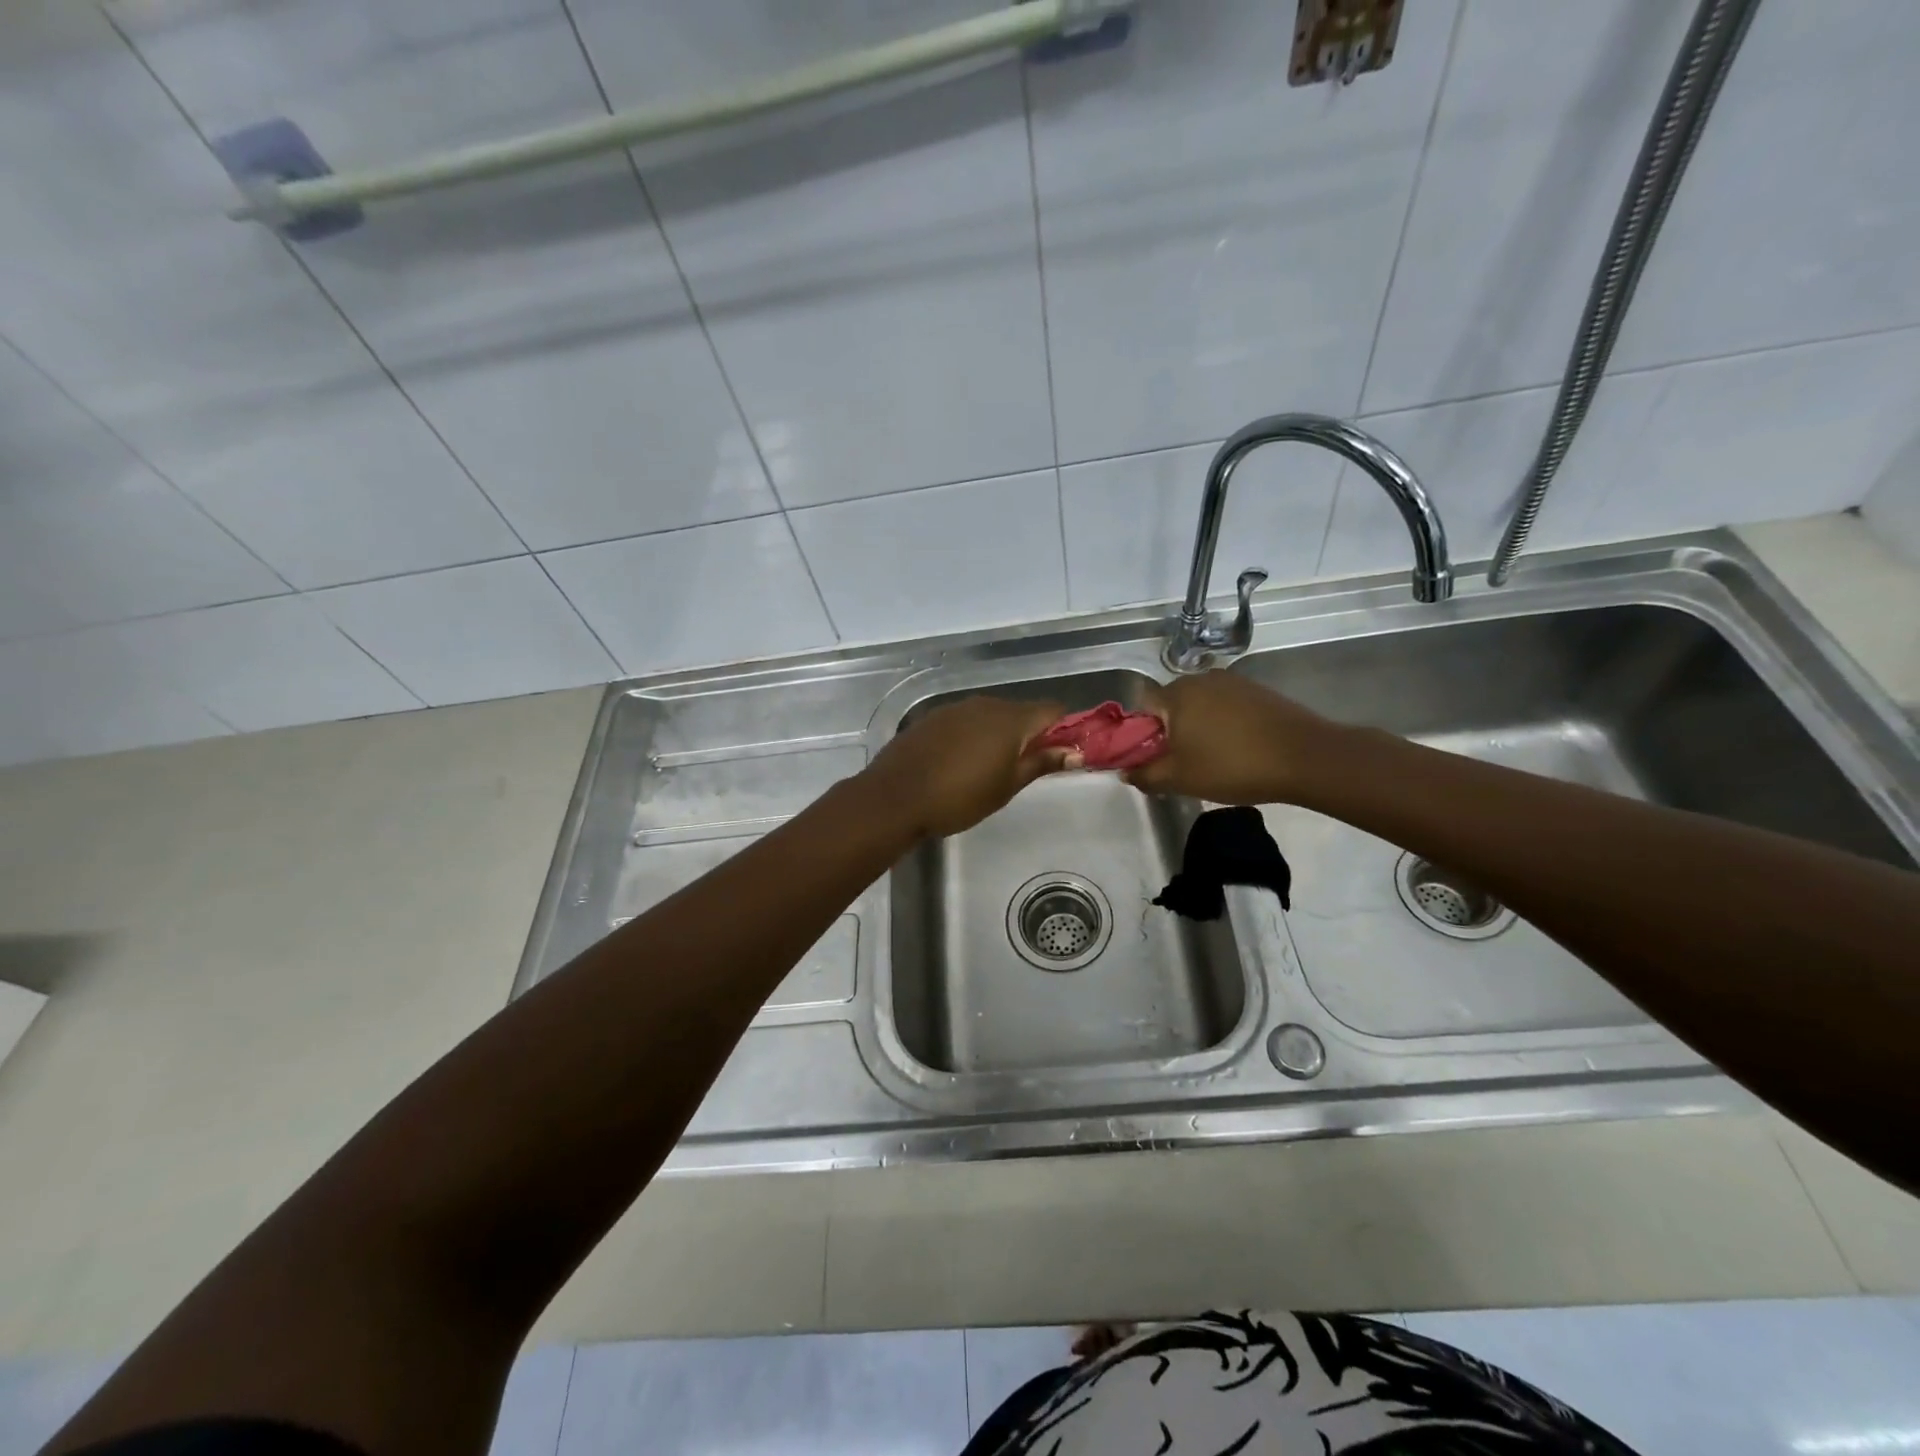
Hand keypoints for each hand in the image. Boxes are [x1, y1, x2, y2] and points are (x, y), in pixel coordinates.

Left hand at [865, 695, 1078, 838]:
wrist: (895, 797)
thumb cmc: (959, 797)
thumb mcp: (1007, 786)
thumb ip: (1042, 763)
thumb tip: (1076, 751)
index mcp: (1011, 719)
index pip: (1053, 710)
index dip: (1065, 729)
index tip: (1065, 753)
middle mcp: (985, 704)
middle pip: (1022, 712)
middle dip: (1032, 734)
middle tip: (1028, 768)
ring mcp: (956, 708)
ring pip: (992, 715)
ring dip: (1001, 735)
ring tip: (993, 768)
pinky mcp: (933, 718)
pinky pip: (966, 721)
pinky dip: (974, 736)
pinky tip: (962, 762)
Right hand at [1123, 671, 1338, 804]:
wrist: (1305, 758)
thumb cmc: (1232, 766)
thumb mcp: (1179, 779)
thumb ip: (1145, 774)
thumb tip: (1125, 771)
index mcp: (1176, 694)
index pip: (1141, 707)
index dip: (1140, 734)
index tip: (1153, 759)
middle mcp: (1200, 678)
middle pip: (1170, 705)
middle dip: (1169, 732)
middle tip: (1182, 764)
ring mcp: (1232, 681)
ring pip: (1199, 706)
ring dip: (1197, 728)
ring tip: (1212, 759)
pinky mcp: (1257, 691)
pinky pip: (1225, 706)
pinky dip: (1223, 725)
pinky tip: (1237, 748)